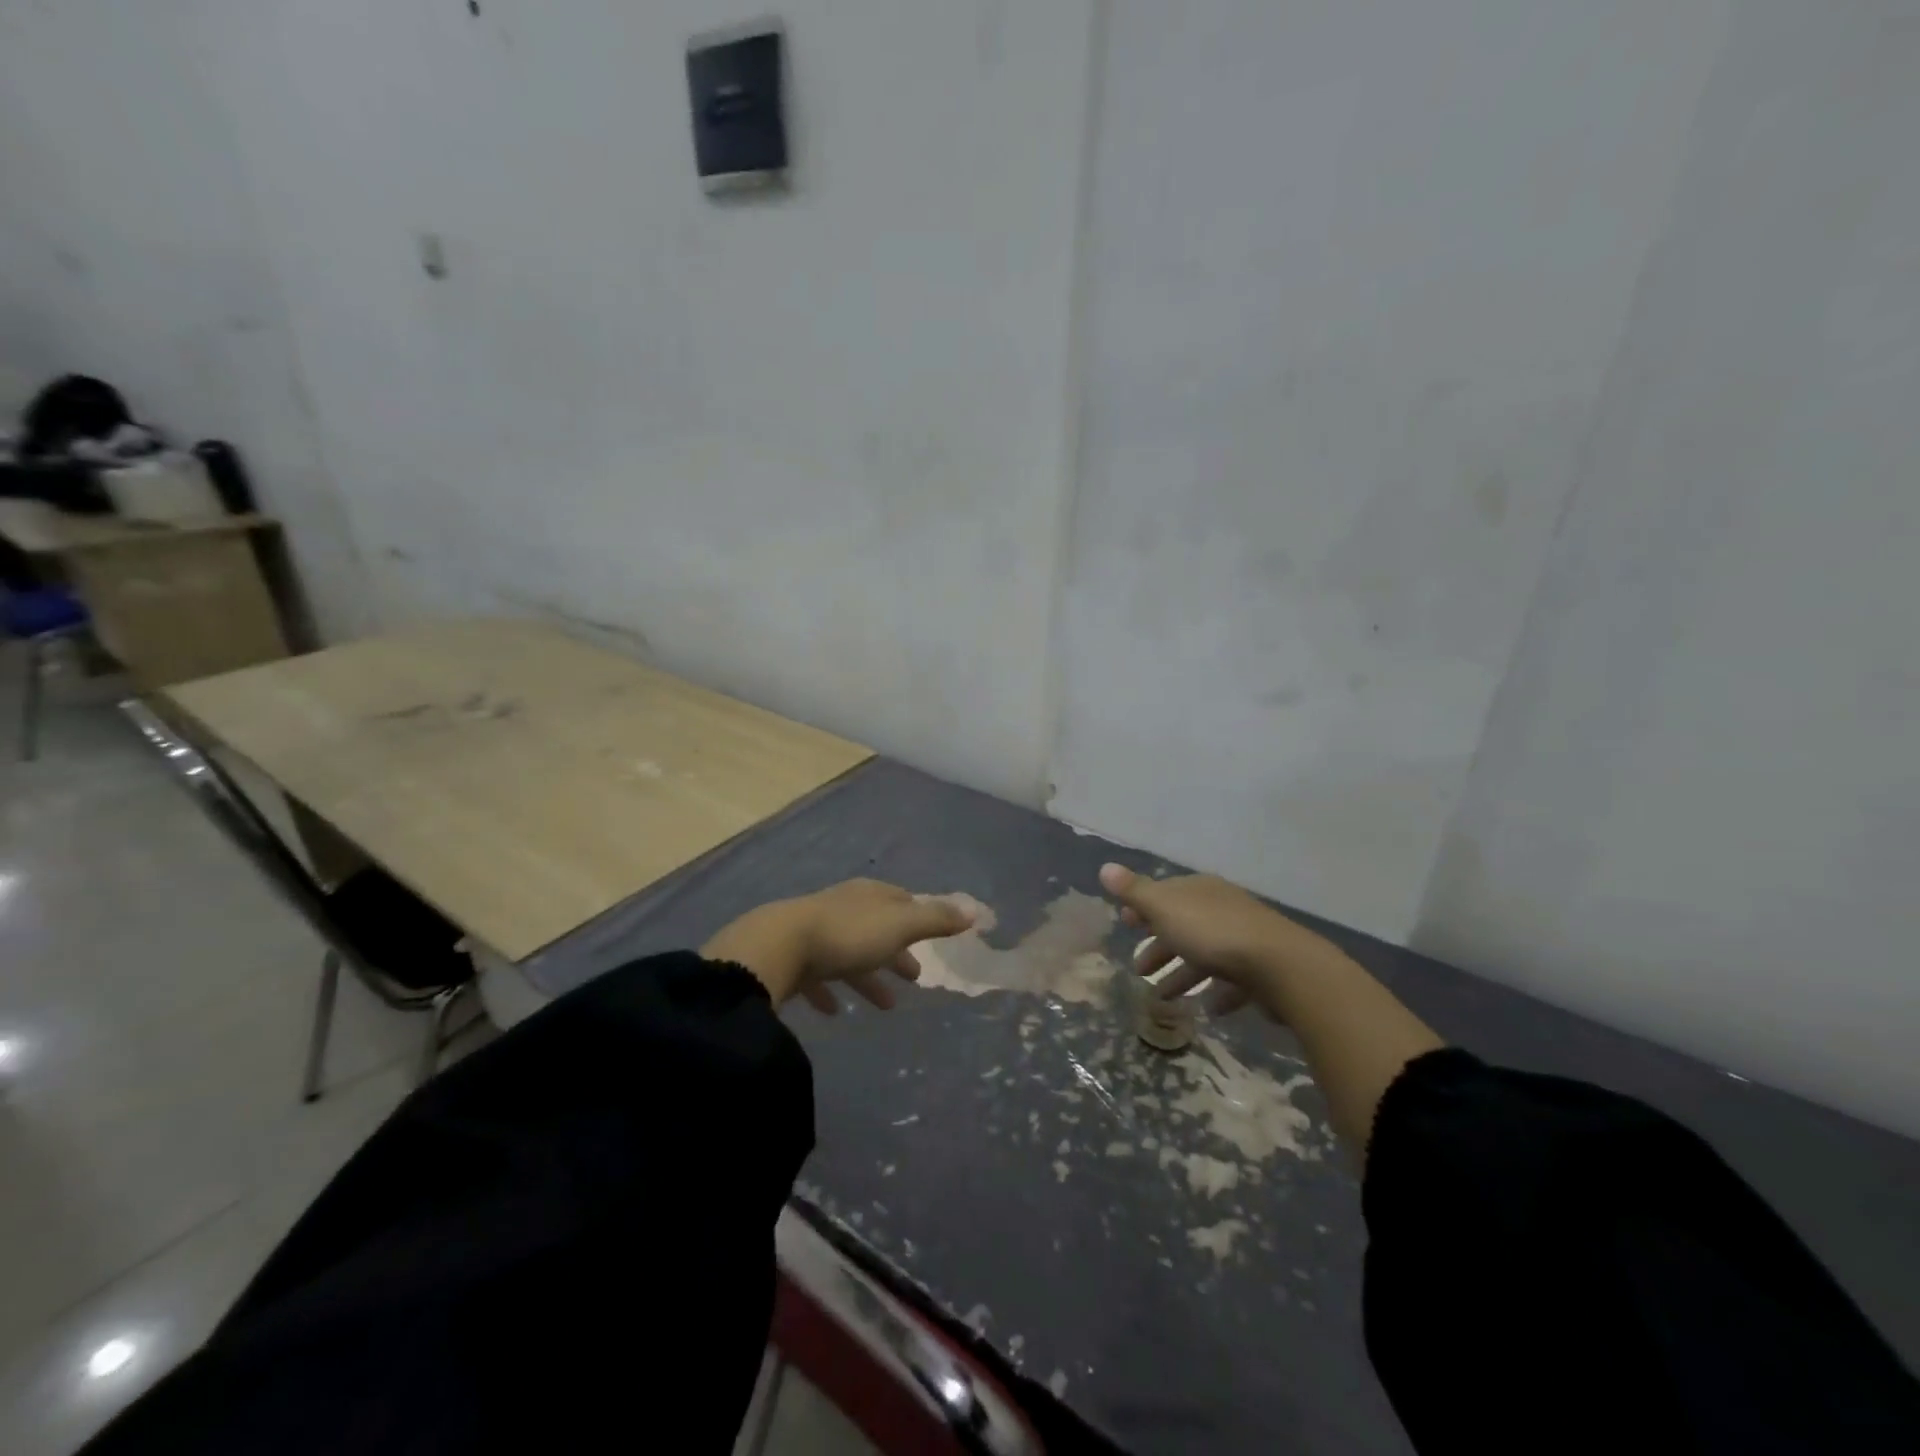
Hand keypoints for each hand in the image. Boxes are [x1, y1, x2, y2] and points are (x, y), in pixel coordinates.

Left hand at [703, 879, 975, 1014]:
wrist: (777, 947)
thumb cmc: (847, 935)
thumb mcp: (899, 925)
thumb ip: (936, 920)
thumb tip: (975, 910)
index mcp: (868, 896)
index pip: (900, 900)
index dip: (918, 917)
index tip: (932, 935)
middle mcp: (842, 908)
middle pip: (876, 929)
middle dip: (896, 952)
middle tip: (914, 978)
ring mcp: (814, 932)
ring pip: (848, 955)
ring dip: (868, 978)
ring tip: (885, 1007)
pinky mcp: (790, 959)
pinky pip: (816, 978)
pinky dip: (829, 992)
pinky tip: (834, 1013)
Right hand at [1098, 863, 1341, 1019]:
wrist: (1281, 966)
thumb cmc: (1213, 933)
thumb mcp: (1164, 909)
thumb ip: (1134, 892)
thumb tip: (1105, 867)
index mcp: (1198, 891)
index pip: (1164, 894)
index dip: (1142, 908)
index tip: (1125, 924)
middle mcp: (1222, 908)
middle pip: (1183, 926)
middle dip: (1160, 946)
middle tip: (1139, 970)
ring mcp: (1245, 938)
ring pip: (1206, 955)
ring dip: (1183, 974)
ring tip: (1163, 999)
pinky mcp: (1263, 969)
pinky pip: (1233, 980)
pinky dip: (1218, 991)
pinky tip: (1208, 1008)